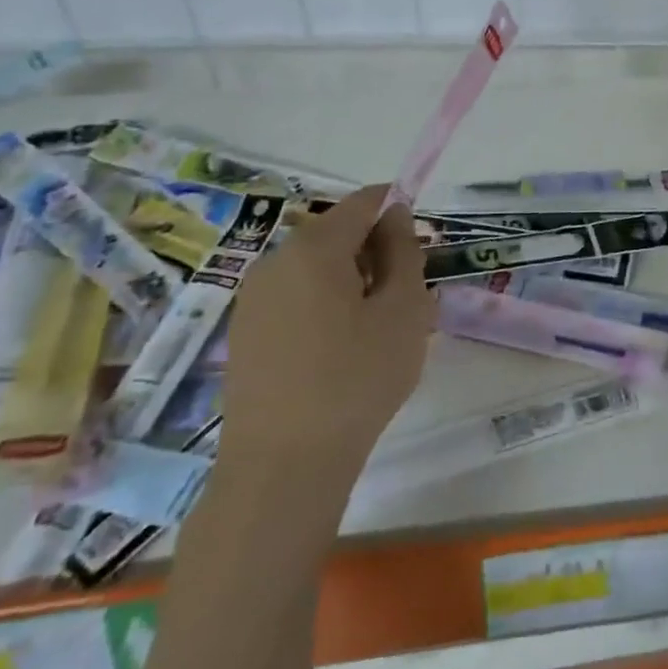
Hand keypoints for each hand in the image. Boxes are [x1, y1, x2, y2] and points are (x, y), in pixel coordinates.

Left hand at [217, 185, 434, 499]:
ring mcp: (252, 299)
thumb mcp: (403, 309)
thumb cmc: (357, 378)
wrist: (283, 466)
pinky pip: (295, 297)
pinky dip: (326, 305)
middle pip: (337, 233)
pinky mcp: (244, 333)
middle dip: (377, 250)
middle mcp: (274, 261)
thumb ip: (403, 251)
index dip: (398, 210)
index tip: (422, 246)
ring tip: (378, 327)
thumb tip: (395, 215)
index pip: (364, 202)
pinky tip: (342, 350)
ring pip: (316, 268)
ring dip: (353, 280)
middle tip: (408, 295)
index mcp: (314, 248)